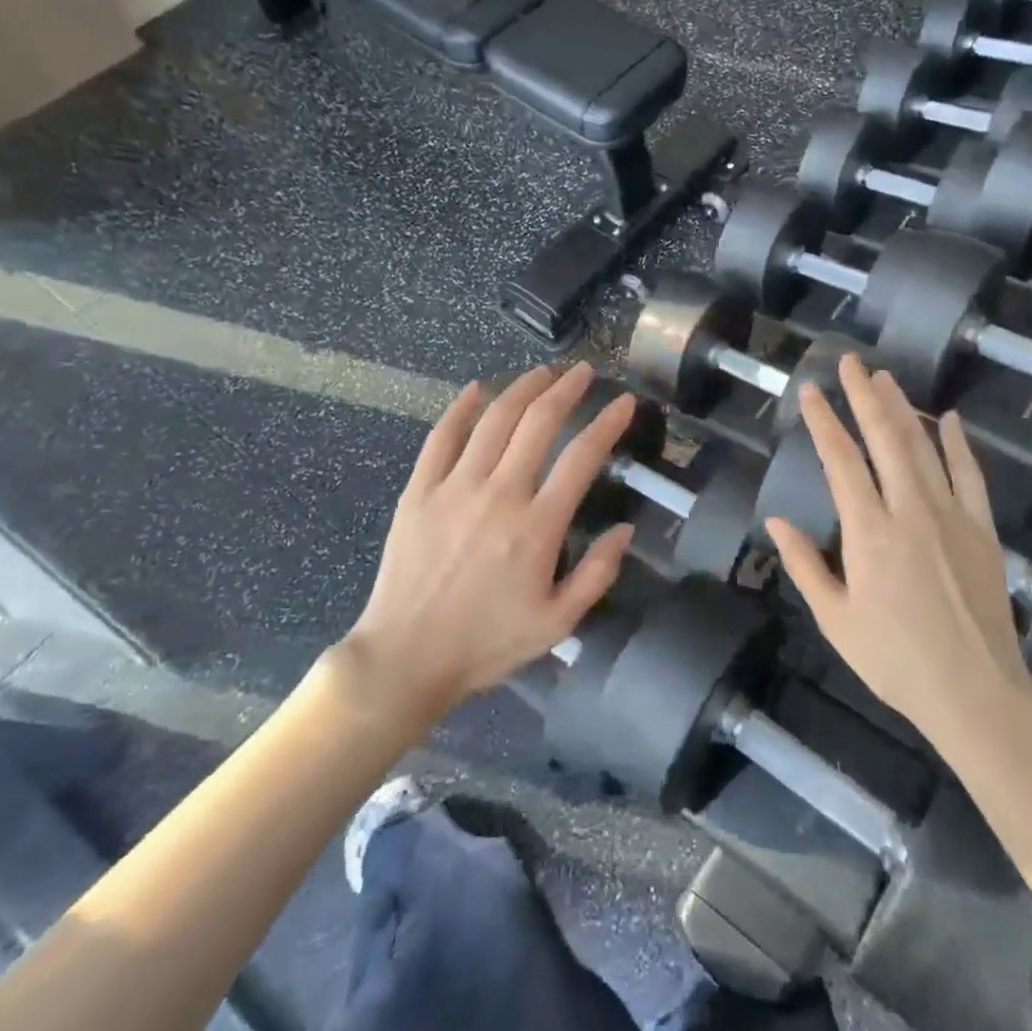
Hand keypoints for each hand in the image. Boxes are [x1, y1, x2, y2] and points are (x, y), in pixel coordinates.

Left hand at [342, 362, 636, 718]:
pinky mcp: (419, 491)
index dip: (608, 423)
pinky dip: (461, 408)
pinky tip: (477, 389)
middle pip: (538, 423)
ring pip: (494, 420)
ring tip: (542, 372)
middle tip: (583, 372)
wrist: (405, 658)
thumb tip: (626, 530)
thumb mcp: (558, 624)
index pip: (582, 457)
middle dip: (566, 389)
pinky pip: (442, 437)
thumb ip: (597, 574)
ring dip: (522, 388)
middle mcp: (499, 494)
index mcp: (538, 526)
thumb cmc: (486, 644)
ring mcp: (454, 488)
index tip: (625, 402)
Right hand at [765, 355, 1031, 762]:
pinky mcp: (982, 529)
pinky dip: (957, 444)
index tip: (810, 391)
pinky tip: (949, 419)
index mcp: (869, 532)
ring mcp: (951, 515)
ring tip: (885, 378)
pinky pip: (970, 474)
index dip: (823, 422)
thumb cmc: (894, 660)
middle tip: (850, 363)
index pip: (841, 461)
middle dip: (864, 397)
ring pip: (923, 447)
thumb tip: (775, 521)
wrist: (976, 692)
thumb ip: (805, 565)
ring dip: (902, 409)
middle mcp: (910, 511)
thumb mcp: (835, 620)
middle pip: (885, 439)